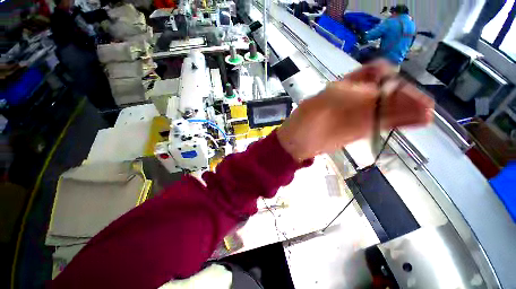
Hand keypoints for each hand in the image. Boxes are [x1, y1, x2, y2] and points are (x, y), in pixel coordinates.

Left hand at [277, 60, 434, 161]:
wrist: (296, 143)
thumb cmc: (305, 123)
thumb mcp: (326, 108)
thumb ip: (355, 103)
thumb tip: (388, 95)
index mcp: (344, 86)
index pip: (375, 74)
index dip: (391, 78)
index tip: (403, 89)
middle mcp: (353, 97)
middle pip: (384, 92)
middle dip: (404, 97)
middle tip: (424, 108)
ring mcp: (355, 114)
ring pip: (385, 108)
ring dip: (405, 110)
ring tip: (425, 116)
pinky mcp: (356, 130)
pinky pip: (379, 123)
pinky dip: (395, 122)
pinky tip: (412, 122)